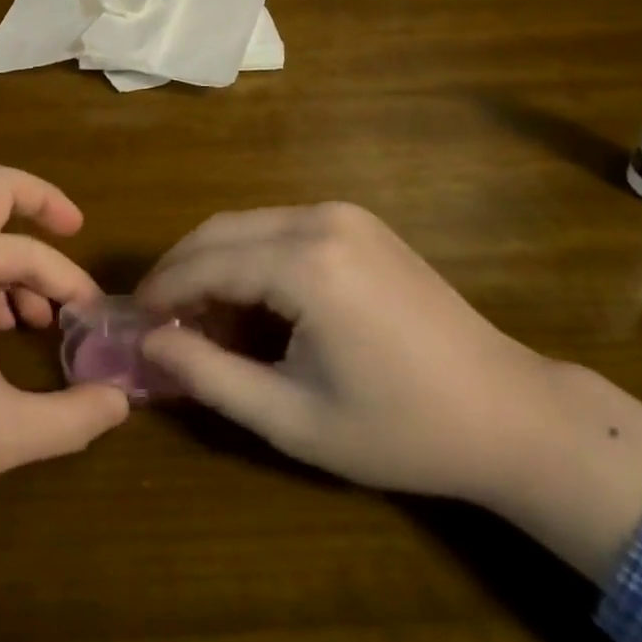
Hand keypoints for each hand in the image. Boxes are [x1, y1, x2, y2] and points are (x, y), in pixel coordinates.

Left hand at [0, 167, 128, 635]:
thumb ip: (69, 418)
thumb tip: (121, 403)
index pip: (1, 187)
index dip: (47, 197)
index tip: (82, 233)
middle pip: (4, 240)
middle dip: (51, 274)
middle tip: (85, 323)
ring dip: (22, 291)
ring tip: (49, 334)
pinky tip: (2, 350)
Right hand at [136, 202, 548, 502]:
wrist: (508, 412)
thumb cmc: (399, 428)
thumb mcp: (292, 418)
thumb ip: (209, 375)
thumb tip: (147, 343)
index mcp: (305, 263)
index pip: (206, 262)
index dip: (163, 290)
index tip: (133, 320)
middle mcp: (319, 219)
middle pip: (221, 230)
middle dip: (182, 269)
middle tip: (159, 318)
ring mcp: (343, 213)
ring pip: (248, 224)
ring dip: (215, 262)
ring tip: (200, 316)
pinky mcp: (359, 221)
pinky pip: (281, 227)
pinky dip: (252, 255)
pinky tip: (251, 298)